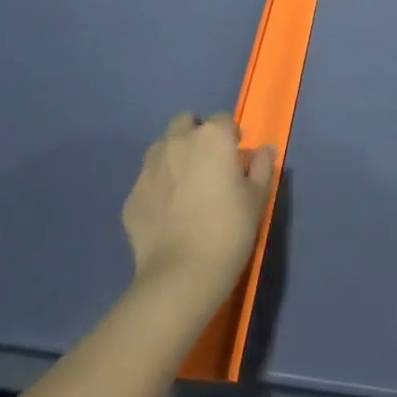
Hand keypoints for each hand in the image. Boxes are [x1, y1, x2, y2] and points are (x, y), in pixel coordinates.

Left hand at [122, 113, 273, 300]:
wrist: (181, 276)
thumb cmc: (228, 231)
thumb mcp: (257, 198)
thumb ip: (262, 167)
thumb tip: (265, 150)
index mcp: (212, 137)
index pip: (223, 120)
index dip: (230, 137)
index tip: (235, 161)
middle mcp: (178, 142)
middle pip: (185, 123)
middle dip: (195, 136)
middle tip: (206, 166)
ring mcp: (150, 167)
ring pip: (162, 148)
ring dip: (173, 157)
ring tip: (183, 189)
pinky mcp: (131, 196)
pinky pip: (147, 182)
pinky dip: (156, 190)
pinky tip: (166, 216)